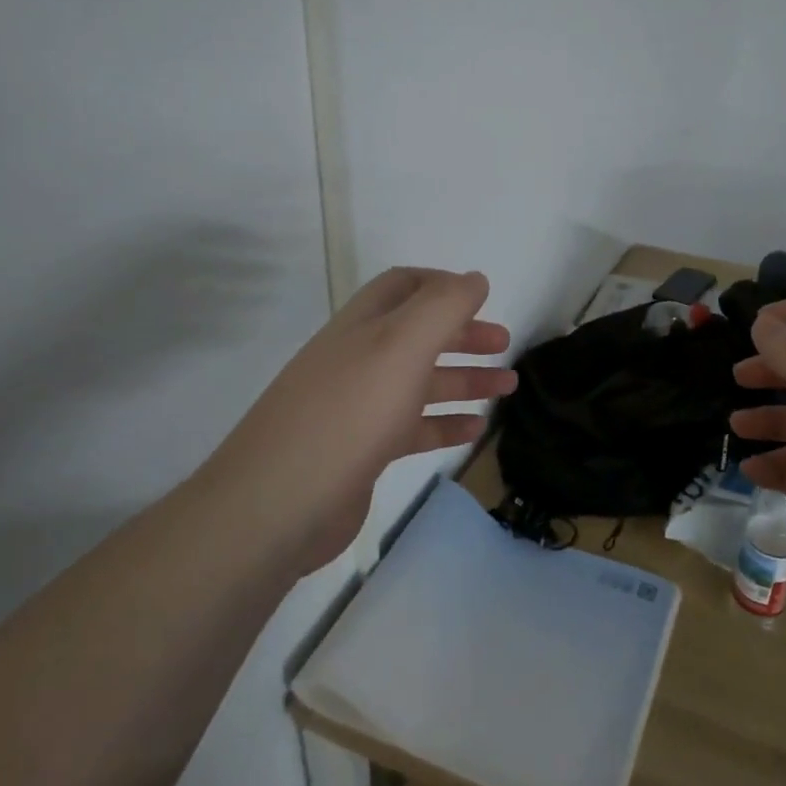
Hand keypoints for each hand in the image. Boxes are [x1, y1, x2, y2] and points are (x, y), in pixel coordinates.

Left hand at [201, 268, 513, 573]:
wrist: (277, 506)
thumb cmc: (348, 414)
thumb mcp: (401, 346)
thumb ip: (442, 307)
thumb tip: (474, 279)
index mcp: (363, 325)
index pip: (404, 286)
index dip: (443, 284)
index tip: (483, 298)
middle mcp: (358, 359)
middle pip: (417, 334)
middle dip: (463, 334)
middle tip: (504, 344)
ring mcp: (357, 407)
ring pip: (419, 382)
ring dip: (464, 379)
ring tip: (508, 388)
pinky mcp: (361, 451)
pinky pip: (411, 428)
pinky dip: (444, 424)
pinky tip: (474, 430)